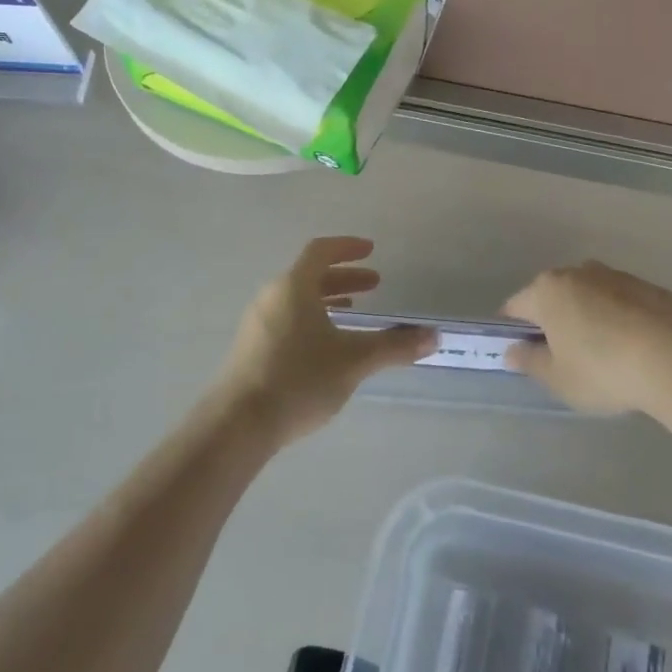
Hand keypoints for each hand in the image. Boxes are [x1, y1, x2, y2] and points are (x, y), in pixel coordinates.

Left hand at [213, 237, 434, 445]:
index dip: (347, 247)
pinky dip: (312, 318)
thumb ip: (394, 346)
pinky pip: (287, 319)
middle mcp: (272, 297)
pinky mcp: (252, 349)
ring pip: (298, 299)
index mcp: (293, 287)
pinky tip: (327, 345)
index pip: (320, 251)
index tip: (371, 250)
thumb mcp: (354, 361)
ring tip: (355, 310)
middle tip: (375, 284)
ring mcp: (258, 324)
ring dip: (328, 298)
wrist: (238, 424)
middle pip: (309, 275)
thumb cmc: (299, 379)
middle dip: (344, 276)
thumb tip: (434, 336)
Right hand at [502, 261, 671, 416]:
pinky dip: (618, 319)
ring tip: (602, 355)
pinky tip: (632, 348)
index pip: (515, 307)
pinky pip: (620, 302)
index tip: (524, 356)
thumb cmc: (603, 370)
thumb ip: (530, 362)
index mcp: (547, 291)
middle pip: (553, 296)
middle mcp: (578, 272)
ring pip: (588, 296)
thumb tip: (513, 351)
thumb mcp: (558, 378)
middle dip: (552, 321)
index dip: (513, 332)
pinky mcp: (649, 286)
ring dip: (587, 317)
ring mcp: (616, 276)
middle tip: (562, 358)